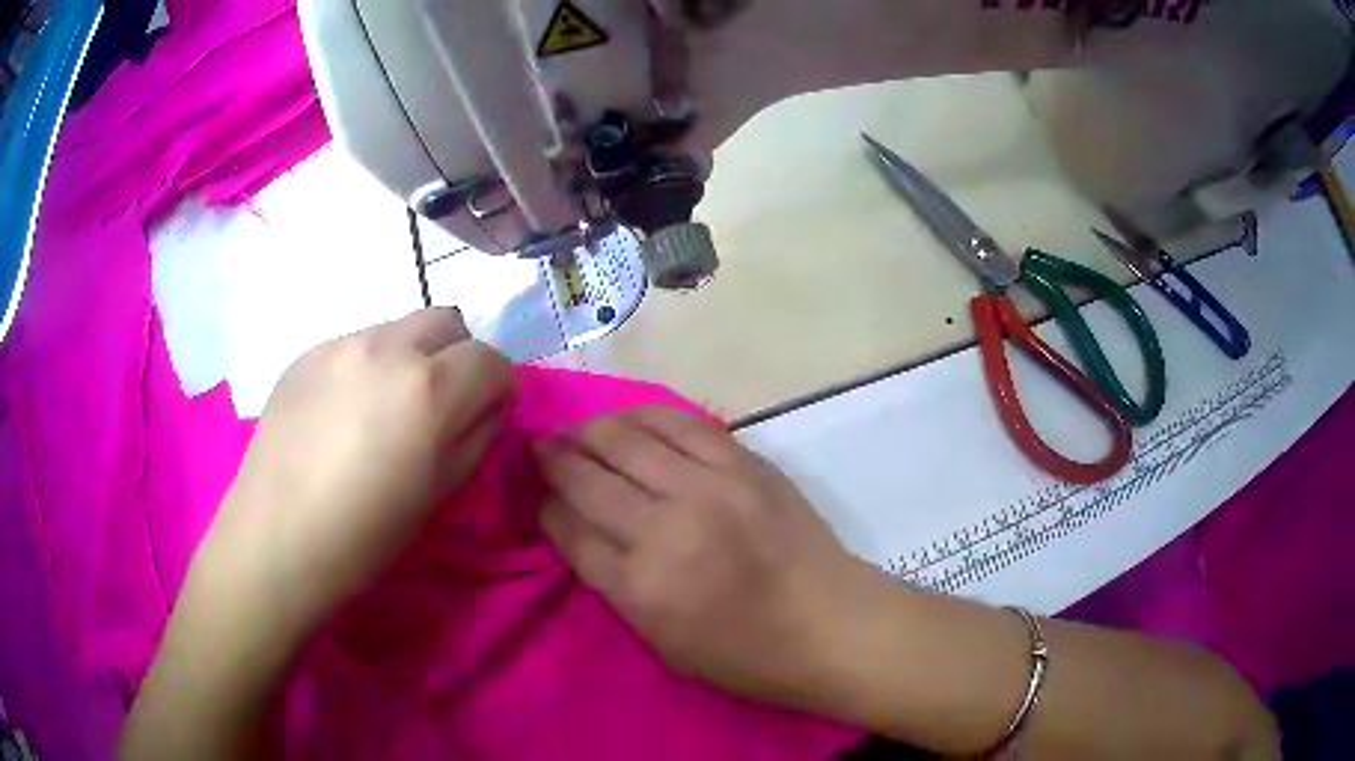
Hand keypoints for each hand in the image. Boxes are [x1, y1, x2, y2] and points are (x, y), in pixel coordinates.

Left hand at [199, 308, 515, 633]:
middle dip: (459, 356)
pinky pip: (355, 344)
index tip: (488, 414)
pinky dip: (368, 367)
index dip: (498, 387)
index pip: (490, 358)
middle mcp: (386, 347)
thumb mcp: (440, 494)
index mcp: (428, 388)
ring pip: (398, 329)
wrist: (275, 539)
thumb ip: (475, 437)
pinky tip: (344, 414)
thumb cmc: (364, 536)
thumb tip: (487, 407)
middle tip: (442, 404)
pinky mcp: (305, 353)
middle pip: (447, 321)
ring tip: (385, 411)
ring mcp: (339, 344)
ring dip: (411, 359)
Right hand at [534, 406, 882, 711]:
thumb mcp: (662, 642)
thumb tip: (578, 529)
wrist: (831, 624)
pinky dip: (644, 416)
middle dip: (554, 460)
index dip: (547, 509)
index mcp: (641, 588)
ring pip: (626, 438)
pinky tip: (628, 419)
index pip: (570, 532)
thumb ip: (615, 583)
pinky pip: (680, 422)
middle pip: (588, 477)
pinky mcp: (743, 462)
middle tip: (541, 451)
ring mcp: (708, 487)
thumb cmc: (746, 653)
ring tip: (578, 433)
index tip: (539, 498)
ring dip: (590, 431)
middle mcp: (666, 528)